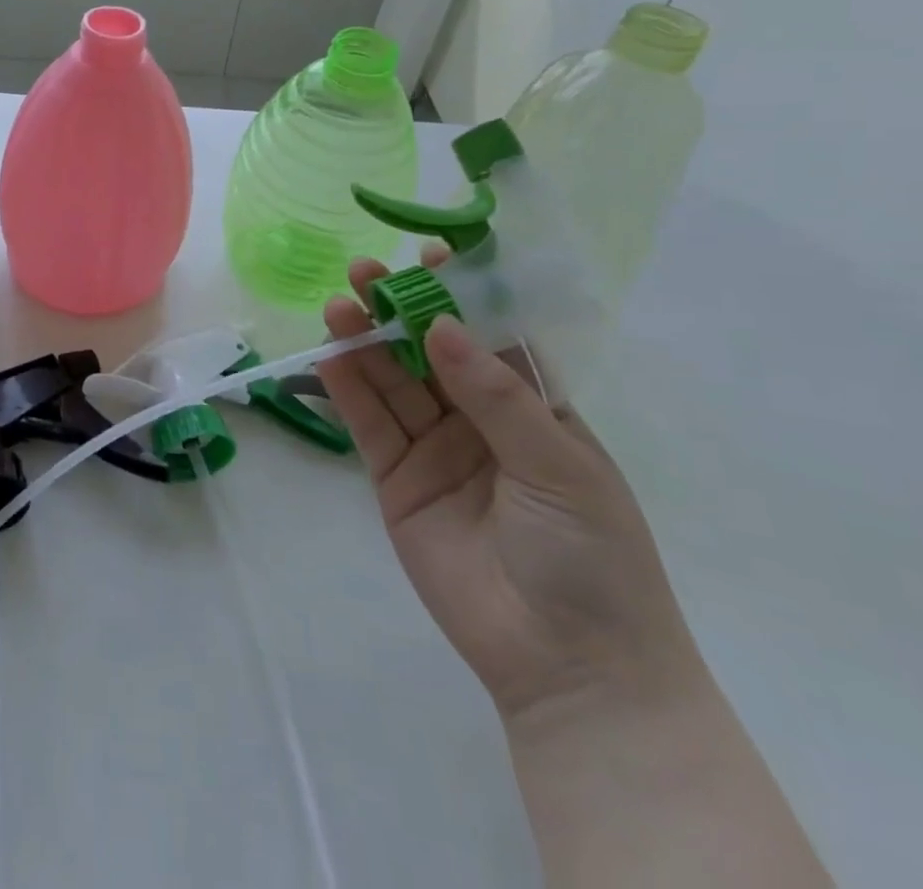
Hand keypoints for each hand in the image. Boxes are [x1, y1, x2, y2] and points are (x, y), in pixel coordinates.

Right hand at [316, 252, 704, 727]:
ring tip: (338, 306)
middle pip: (429, 352)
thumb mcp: (559, 467)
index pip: (492, 336)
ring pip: (392, 381)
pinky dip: (347, 387)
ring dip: (364, 342)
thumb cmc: (593, 557)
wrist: (567, 667)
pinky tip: (329, 354)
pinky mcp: (394, 477)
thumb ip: (496, 396)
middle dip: (398, 310)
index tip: (432, 255)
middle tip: (365, 272)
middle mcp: (478, 419)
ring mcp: (433, 447)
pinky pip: (368, 423)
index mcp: (533, 410)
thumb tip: (440, 326)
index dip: (462, 295)